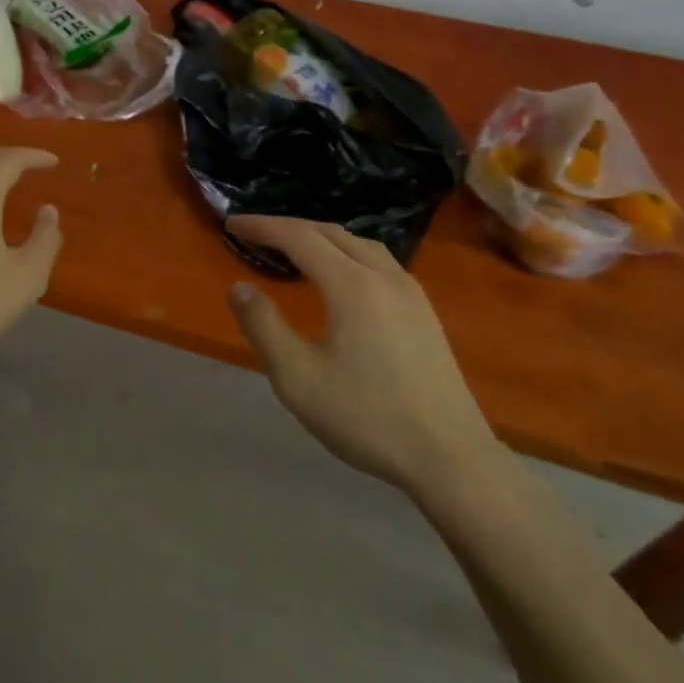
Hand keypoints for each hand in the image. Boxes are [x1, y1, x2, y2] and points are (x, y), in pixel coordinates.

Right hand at [224, 216, 504, 494]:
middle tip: (256, 234)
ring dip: (321, 237)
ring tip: (295, 249)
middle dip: (289, 227)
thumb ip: (264, 327)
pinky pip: (379, 262)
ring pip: (359, 244)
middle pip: (330, 232)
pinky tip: (342, 277)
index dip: (263, 226)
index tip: (232, 225)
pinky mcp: (425, 311)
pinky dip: (347, 253)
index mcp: (351, 285)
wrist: (451, 458)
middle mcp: (383, 276)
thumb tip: (239, 287)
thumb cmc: (367, 417)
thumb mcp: (298, 378)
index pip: (298, 237)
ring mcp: (411, 292)